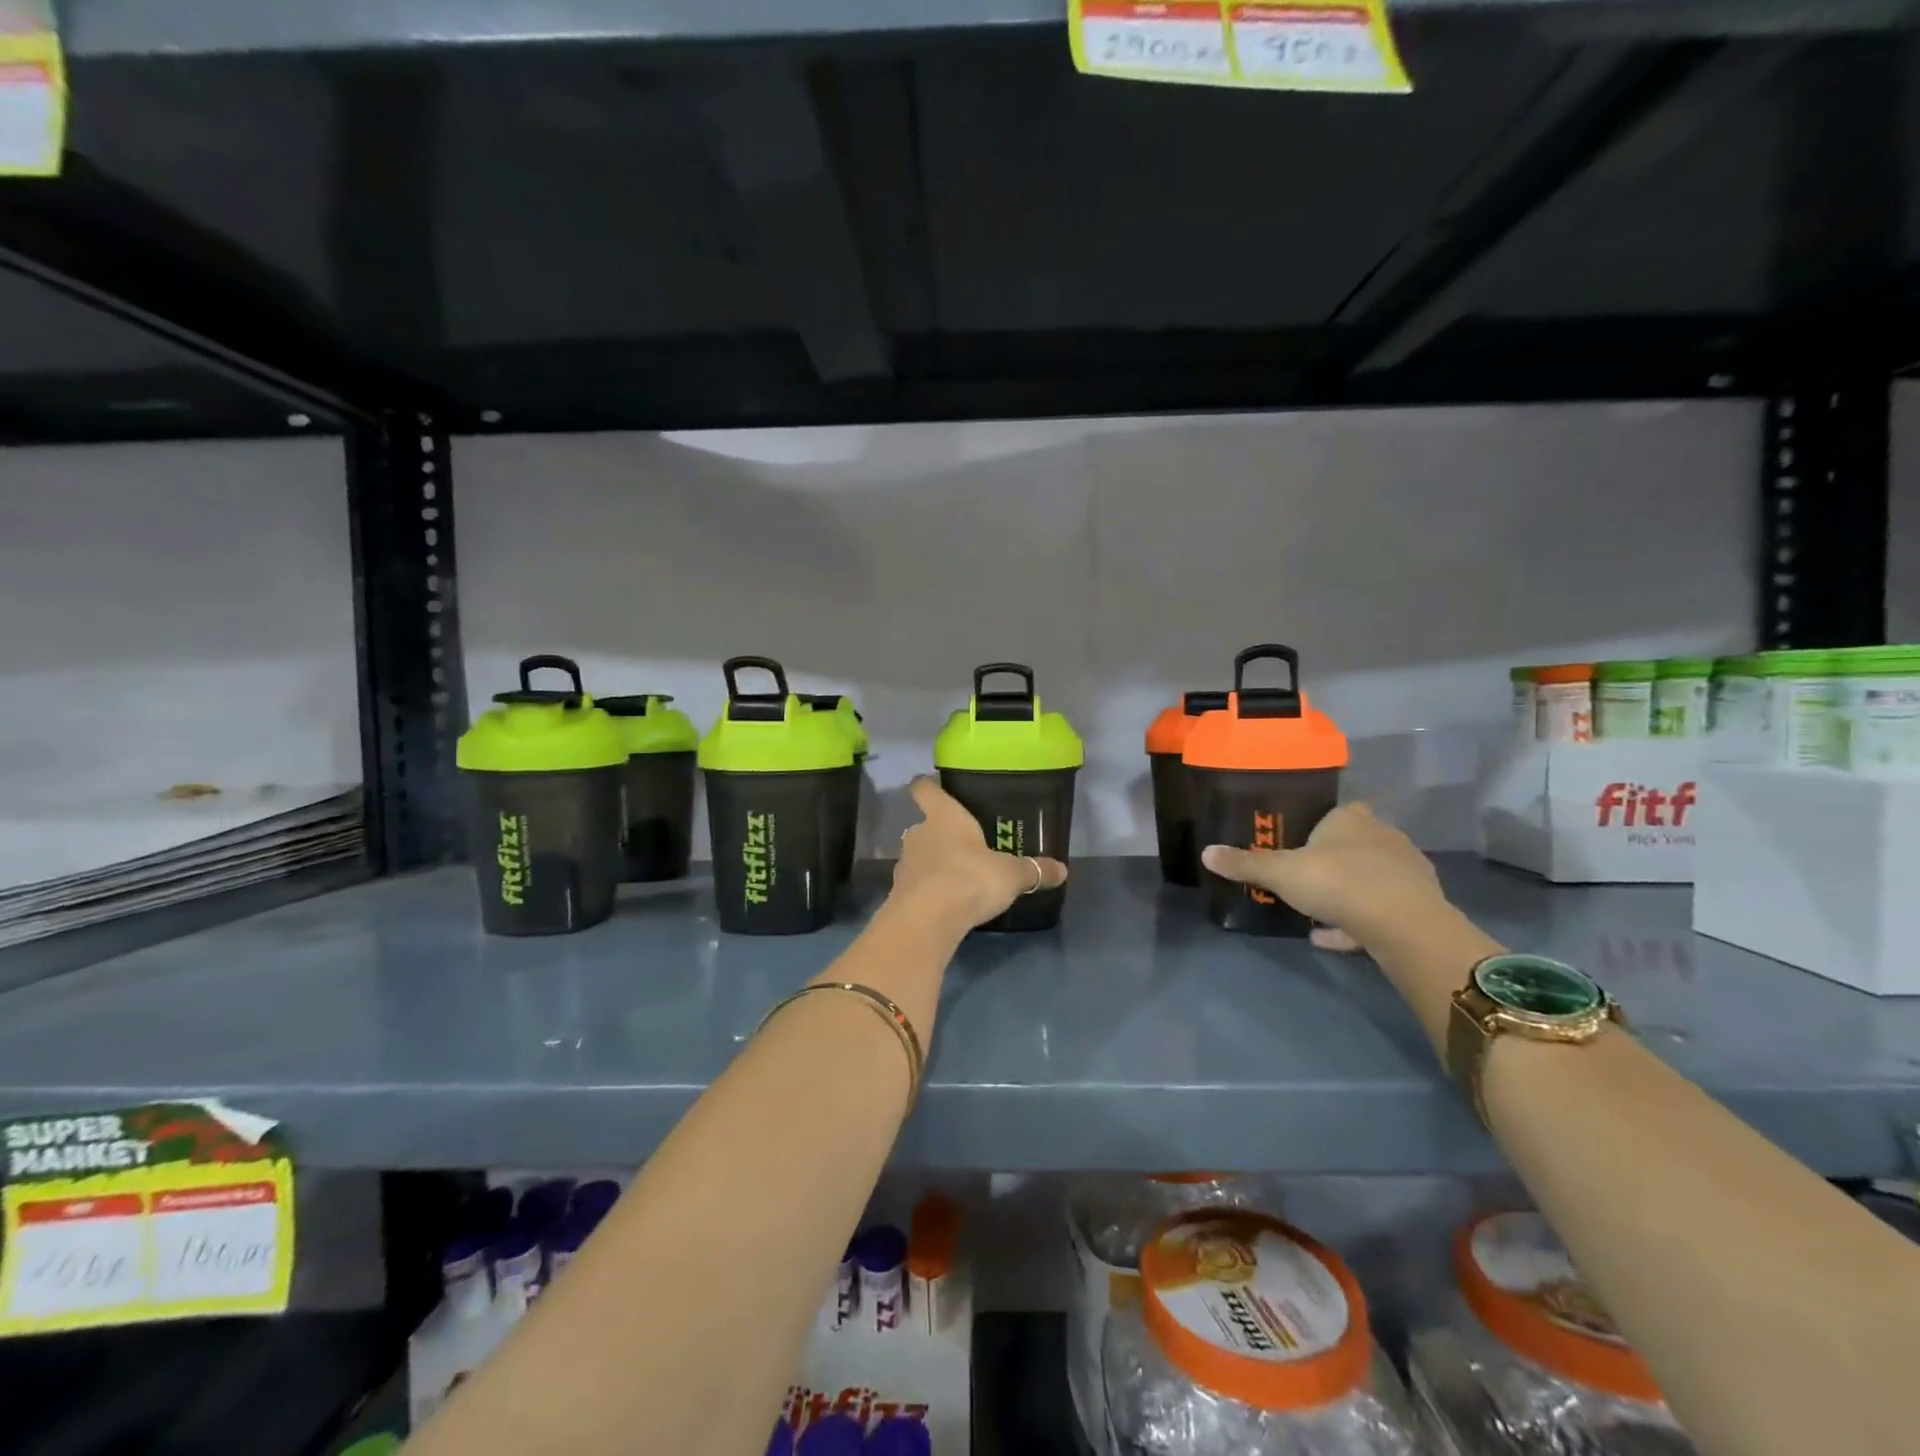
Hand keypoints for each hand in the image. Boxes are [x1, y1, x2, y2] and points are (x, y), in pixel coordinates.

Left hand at [891, 776, 1067, 930]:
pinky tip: (945, 902)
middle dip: (939, 833)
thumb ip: (1034, 870)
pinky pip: (916, 884)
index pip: (925, 789)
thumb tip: (1062, 870)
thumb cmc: (970, 878)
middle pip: (923, 825)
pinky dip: (928, 890)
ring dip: (932, 863)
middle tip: (962, 844)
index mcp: (944, 816)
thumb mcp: (1011, 875)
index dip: (926, 785)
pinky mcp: (899, 893)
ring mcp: (905, 864)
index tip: (929, 784)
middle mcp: (919, 833)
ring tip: (956, 876)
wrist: (927, 920)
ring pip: (919, 855)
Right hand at [1201, 804, 1445, 951]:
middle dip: (1329, 862)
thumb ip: (1245, 864)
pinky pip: (1381, 909)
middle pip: (1352, 845)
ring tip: (1316, 913)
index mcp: (1351, 818)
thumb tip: (1206, 852)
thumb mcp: (1280, 873)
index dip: (1312, 829)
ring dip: (1345, 893)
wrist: (1404, 924)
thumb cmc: (1337, 881)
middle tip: (1301, 881)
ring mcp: (1407, 870)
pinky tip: (1331, 938)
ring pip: (1369, 877)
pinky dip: (1357, 921)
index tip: (1294, 848)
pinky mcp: (1421, 904)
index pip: (1332, 814)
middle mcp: (1383, 836)